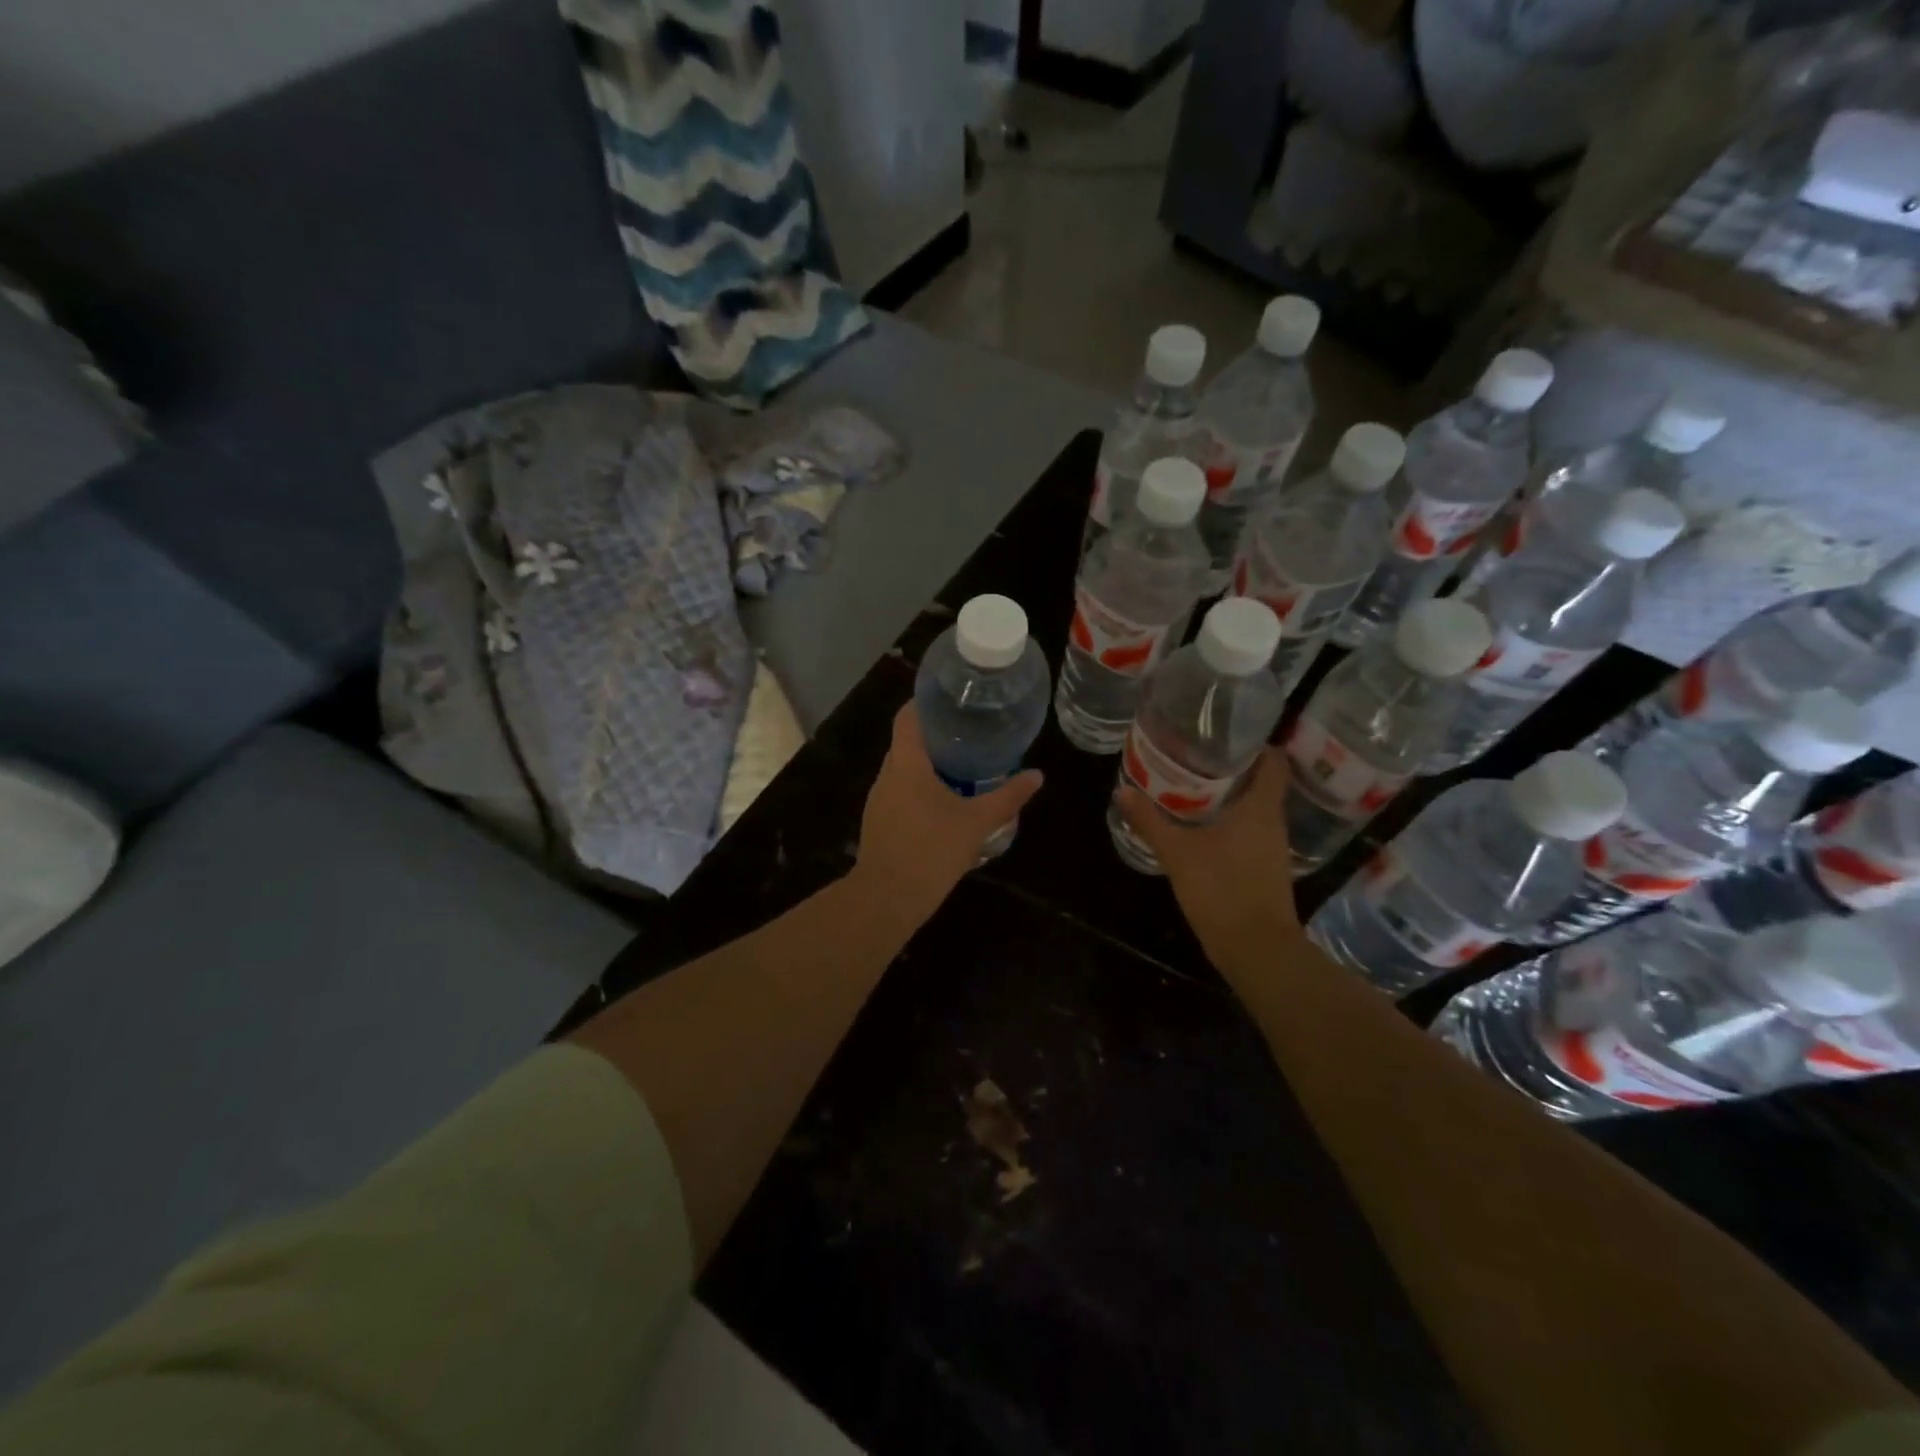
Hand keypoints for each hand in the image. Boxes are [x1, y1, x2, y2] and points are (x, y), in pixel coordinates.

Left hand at [850, 704, 1043, 931]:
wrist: (887, 898)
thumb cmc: (931, 850)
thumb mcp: (976, 823)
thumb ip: (1007, 797)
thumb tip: (1037, 776)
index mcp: (906, 763)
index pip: (908, 716)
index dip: (926, 702)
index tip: (952, 698)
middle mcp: (887, 775)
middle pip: (907, 741)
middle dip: (935, 734)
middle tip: (969, 731)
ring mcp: (879, 800)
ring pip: (903, 770)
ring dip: (928, 764)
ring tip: (961, 763)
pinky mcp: (878, 822)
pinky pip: (900, 792)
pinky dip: (919, 788)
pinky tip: (944, 802)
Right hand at [1118, 745, 1299, 941]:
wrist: (1255, 948)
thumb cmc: (1222, 889)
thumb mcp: (1178, 852)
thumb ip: (1150, 821)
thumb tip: (1122, 791)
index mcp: (1261, 808)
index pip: (1274, 761)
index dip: (1258, 743)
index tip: (1229, 732)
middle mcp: (1273, 822)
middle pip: (1263, 782)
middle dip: (1235, 767)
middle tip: (1199, 753)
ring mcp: (1272, 848)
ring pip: (1256, 808)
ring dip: (1232, 796)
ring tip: (1196, 784)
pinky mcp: (1265, 869)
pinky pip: (1251, 832)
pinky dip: (1232, 822)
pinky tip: (1204, 825)